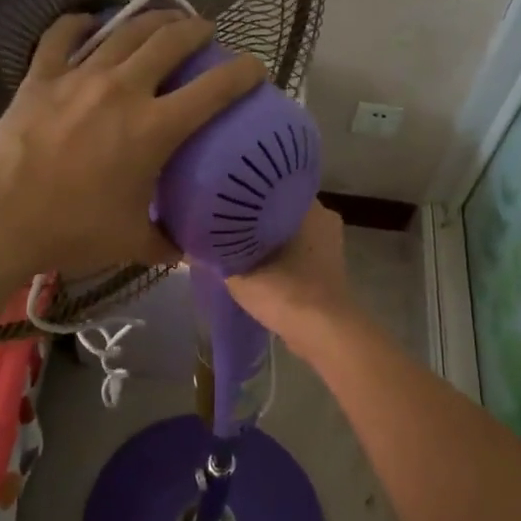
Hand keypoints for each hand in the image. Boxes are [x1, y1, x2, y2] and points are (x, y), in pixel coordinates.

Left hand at [0, 10, 266, 280]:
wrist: (2, 217)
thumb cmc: (73, 230)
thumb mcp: (130, 242)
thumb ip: (166, 244)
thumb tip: (186, 251)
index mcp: (155, 128)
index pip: (214, 89)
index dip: (243, 73)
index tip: (256, 68)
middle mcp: (124, 90)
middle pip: (171, 42)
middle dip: (197, 30)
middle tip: (206, 32)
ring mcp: (80, 77)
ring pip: (125, 31)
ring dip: (152, 20)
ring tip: (165, 19)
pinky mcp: (42, 77)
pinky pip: (63, 36)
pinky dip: (80, 24)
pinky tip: (90, 22)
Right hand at [226, 199, 355, 340]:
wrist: (324, 334)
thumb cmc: (285, 291)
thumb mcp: (238, 273)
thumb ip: (215, 255)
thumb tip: (190, 243)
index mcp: (308, 207)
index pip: (272, 187)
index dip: (246, 194)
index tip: (224, 200)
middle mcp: (324, 219)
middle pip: (280, 211)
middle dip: (255, 218)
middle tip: (224, 223)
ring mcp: (330, 246)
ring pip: (290, 234)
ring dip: (268, 240)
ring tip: (236, 245)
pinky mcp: (329, 271)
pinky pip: (299, 254)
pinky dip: (281, 258)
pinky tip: (258, 267)